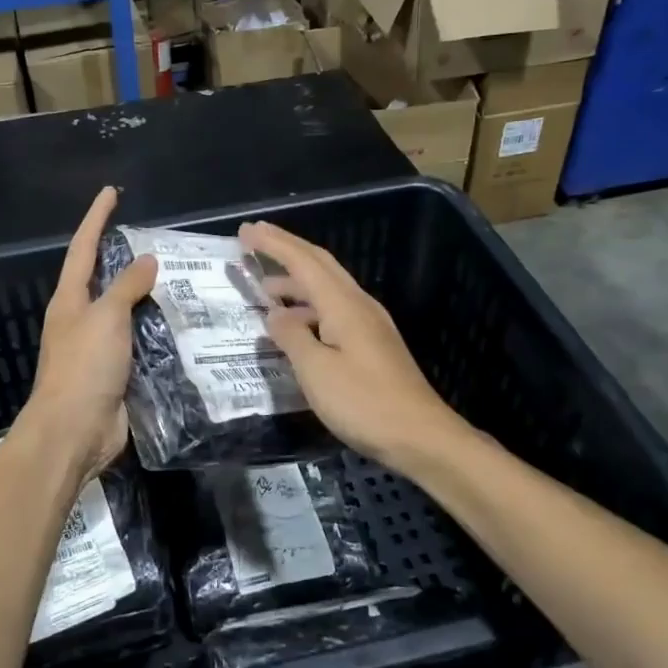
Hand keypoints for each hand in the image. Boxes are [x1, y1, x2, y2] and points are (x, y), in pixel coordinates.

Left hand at [24, 186, 156, 482]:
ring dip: (147, 297)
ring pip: (125, 312)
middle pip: (103, 279)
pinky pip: (139, 343)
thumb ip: (127, 286)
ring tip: (181, 280)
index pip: (84, 248)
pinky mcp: (116, 373)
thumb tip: (147, 260)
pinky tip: (181, 326)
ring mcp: (97, 348)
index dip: (97, 219)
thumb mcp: (106, 317)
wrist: (74, 432)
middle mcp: (81, 319)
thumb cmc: (84, 367)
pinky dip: (157, 332)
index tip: (110, 193)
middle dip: (125, 258)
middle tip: (158, 240)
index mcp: (70, 300)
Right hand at [239, 219, 469, 473]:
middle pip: (320, 264)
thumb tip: (275, 314)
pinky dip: (308, 305)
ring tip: (265, 288)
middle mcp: (358, 304)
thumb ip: (291, 337)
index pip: (303, 261)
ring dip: (296, 280)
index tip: (246, 231)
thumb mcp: (316, 371)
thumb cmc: (364, 402)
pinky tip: (296, 325)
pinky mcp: (373, 344)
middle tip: (254, 240)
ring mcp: (369, 324)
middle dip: (286, 248)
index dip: (273, 244)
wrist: (421, 436)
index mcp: (343, 305)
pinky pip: (334, 309)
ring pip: (327, 287)